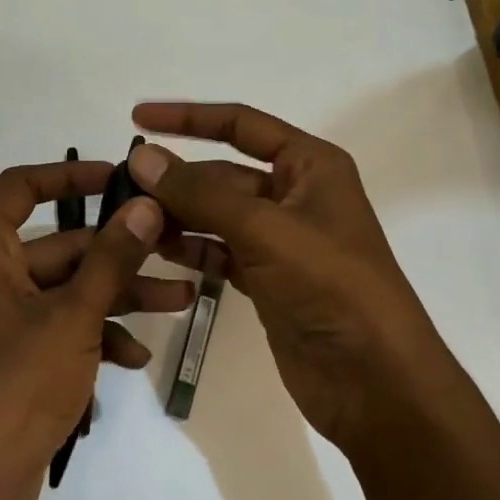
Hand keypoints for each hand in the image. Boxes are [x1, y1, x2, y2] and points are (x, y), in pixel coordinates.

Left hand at [0, 158, 190, 499]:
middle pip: (56, 246)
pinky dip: (92, 335)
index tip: (119, 176)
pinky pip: (54, 330)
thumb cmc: (15, 389)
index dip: (69, 174)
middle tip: (174, 249)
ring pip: (63, 291)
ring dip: (116, 297)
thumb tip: (146, 205)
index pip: (20, 187)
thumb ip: (112, 258)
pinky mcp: (6, 361)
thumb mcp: (74, 317)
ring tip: (178, 303)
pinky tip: (134, 357)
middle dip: (118, 253)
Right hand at [127, 102, 450, 453]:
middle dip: (177, 180)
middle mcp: (296, 194)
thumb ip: (199, 193)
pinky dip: (192, 250)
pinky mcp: (268, 279)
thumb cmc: (330, 285)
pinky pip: (220, 251)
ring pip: (218, 215)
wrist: (375, 382)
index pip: (241, 124)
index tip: (138, 118)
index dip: (188, 118)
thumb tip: (141, 156)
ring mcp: (281, 240)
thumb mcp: (264, 229)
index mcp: (310, 165)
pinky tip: (158, 253)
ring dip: (178, 216)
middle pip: (223, 174)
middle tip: (123, 187)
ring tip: (132, 223)